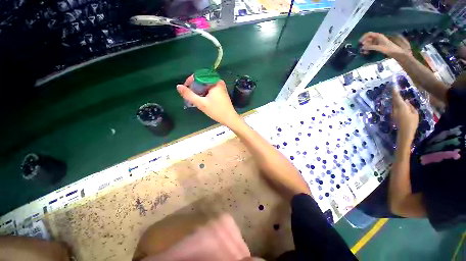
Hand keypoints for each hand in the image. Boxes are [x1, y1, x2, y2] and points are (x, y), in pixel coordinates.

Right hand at [177, 75, 241, 126]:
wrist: (230, 119)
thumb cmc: (217, 111)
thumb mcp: (201, 104)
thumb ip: (189, 95)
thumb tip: (178, 86)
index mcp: (215, 82)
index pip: (199, 75)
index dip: (190, 81)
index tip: (185, 89)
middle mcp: (218, 82)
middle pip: (202, 80)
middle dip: (195, 87)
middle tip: (190, 96)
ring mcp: (221, 87)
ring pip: (206, 86)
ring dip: (199, 91)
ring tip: (195, 99)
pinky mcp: (221, 92)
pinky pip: (210, 89)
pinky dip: (205, 93)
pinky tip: (202, 100)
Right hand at [360, 32, 406, 56]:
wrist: (396, 53)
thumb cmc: (389, 49)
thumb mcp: (380, 48)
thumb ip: (371, 47)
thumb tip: (363, 47)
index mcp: (378, 36)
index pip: (368, 34)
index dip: (363, 37)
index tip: (359, 43)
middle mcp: (377, 38)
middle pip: (368, 39)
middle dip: (364, 44)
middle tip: (362, 50)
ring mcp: (377, 42)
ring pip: (368, 43)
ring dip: (365, 47)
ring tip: (364, 53)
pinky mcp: (377, 46)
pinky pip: (370, 46)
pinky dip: (368, 49)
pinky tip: (367, 53)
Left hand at [392, 88, 418, 141]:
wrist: (404, 133)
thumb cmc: (412, 123)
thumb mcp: (414, 114)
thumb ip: (410, 106)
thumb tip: (406, 101)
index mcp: (401, 107)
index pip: (397, 97)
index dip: (395, 92)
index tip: (393, 86)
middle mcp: (395, 109)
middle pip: (394, 100)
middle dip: (394, 94)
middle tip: (395, 88)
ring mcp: (393, 113)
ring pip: (394, 104)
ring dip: (395, 99)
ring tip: (398, 94)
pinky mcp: (393, 116)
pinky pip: (394, 108)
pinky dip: (396, 104)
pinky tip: (399, 103)